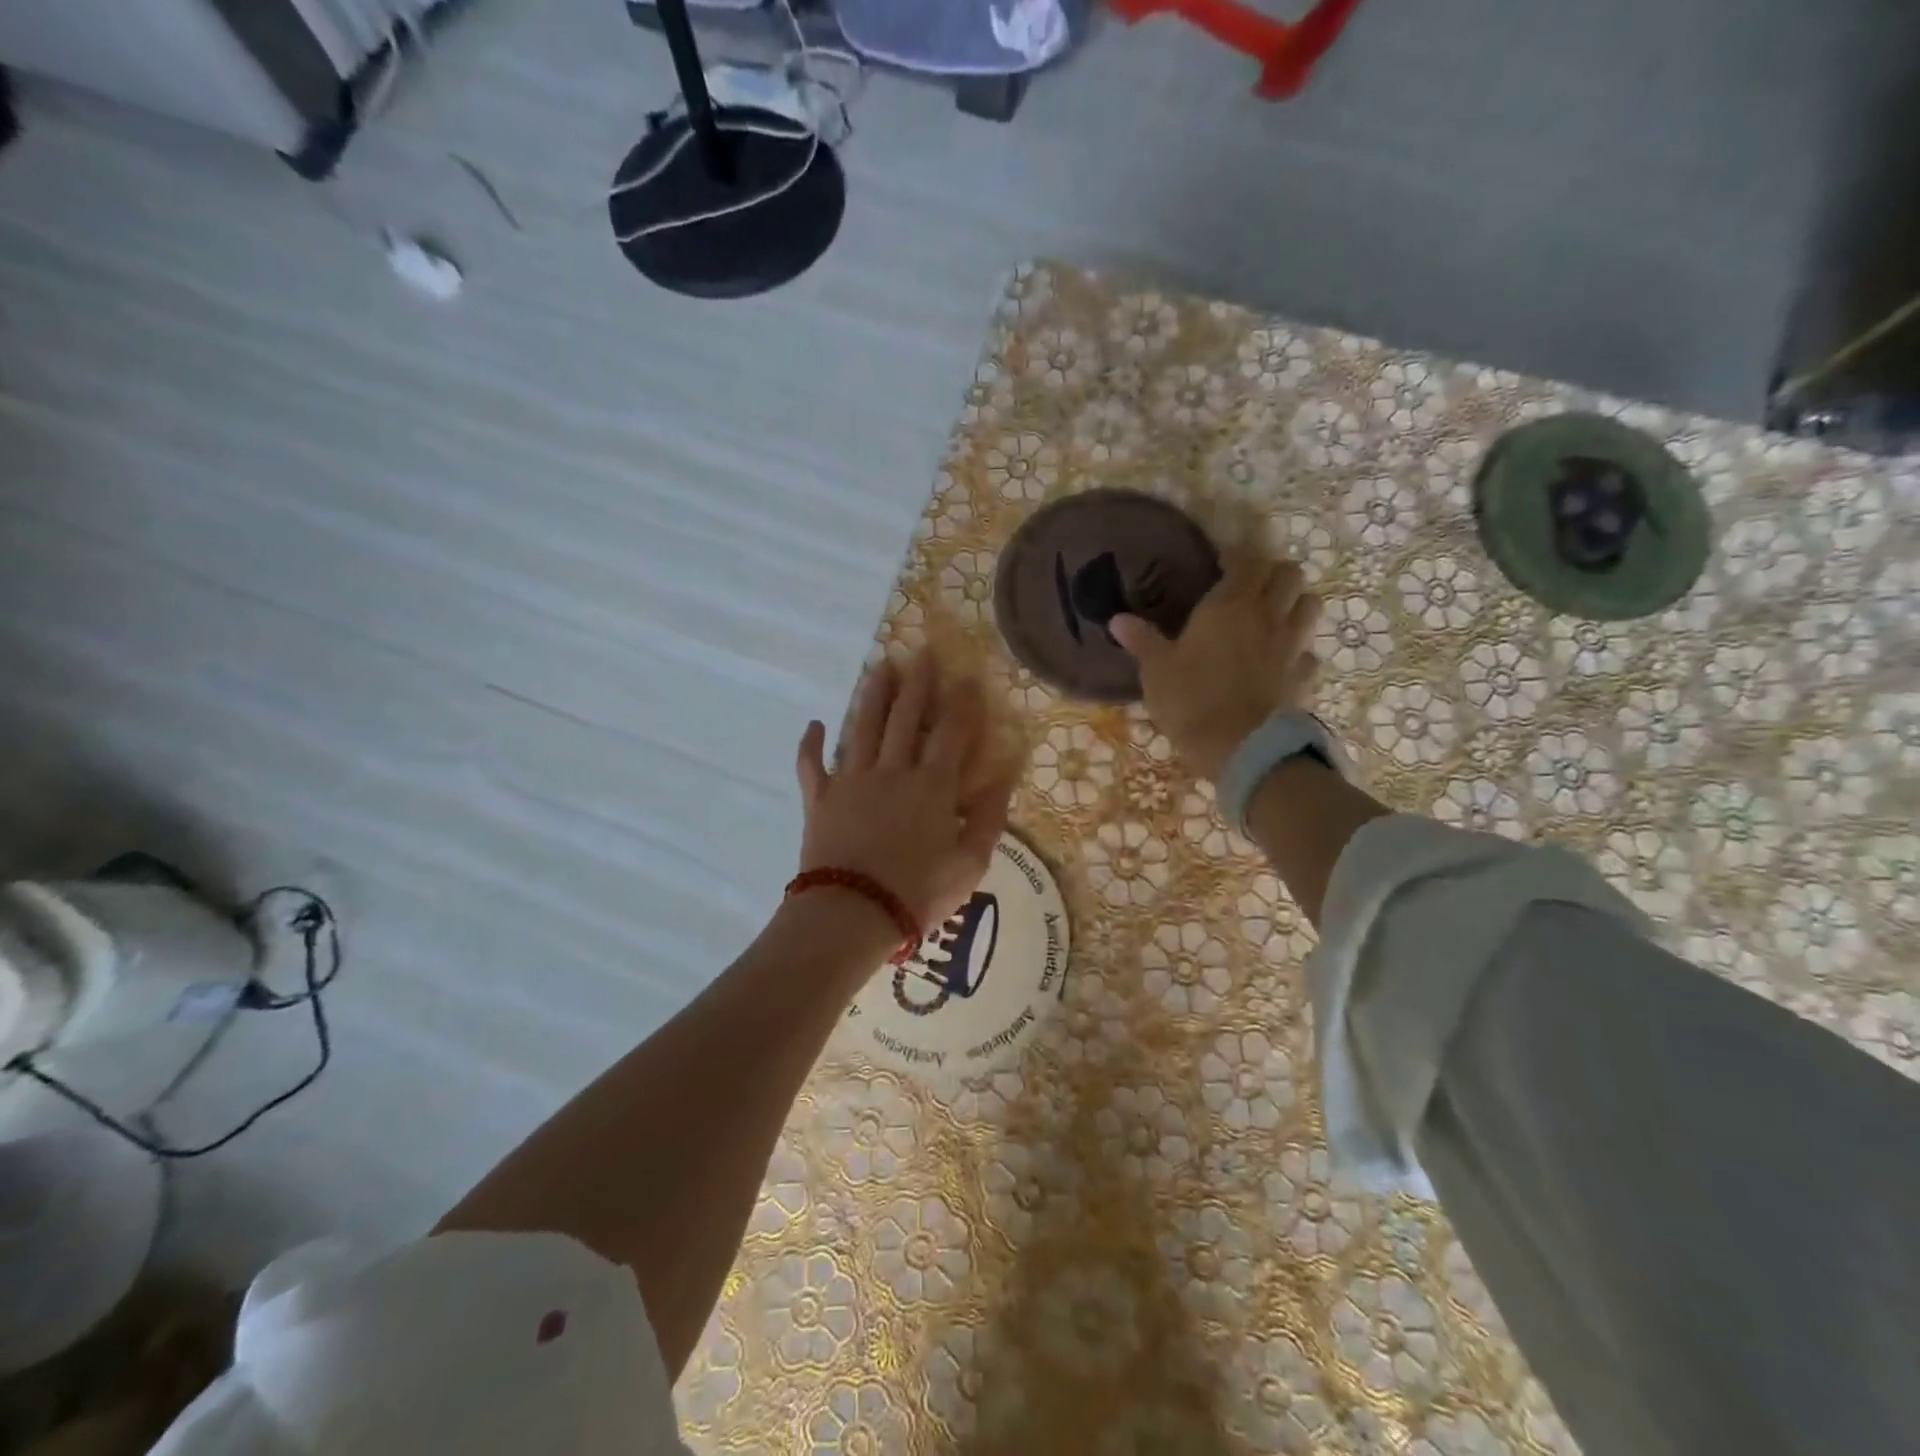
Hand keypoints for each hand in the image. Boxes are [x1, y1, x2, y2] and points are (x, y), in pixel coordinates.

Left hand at [796, 651, 1014, 934]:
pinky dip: (810, 744)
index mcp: (932, 786)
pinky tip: (813, 724)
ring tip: (880, 668)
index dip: (961, 704)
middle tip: (921, 653)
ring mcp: (851, 782)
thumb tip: (1002, 779)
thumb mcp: (970, 864)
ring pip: (862, 727)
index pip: (951, 734)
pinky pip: (811, 765)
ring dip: (872, 696)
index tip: (967, 678)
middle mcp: (892, 772)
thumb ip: (988, 819)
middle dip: (917, 684)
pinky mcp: (820, 800)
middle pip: (905, 718)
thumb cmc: (918, 893)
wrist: (852, 914)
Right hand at [1110, 551, 1320, 782]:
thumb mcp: (1157, 671)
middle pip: (1289, 574)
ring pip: (1310, 605)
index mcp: (1229, 606)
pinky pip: (1309, 651)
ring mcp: (1292, 645)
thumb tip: (1117, 619)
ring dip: (1295, 603)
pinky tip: (1282, 661)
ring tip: (1274, 616)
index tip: (1221, 562)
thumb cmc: (1192, 702)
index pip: (1246, 561)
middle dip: (1273, 574)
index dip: (1236, 556)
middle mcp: (1267, 616)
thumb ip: (1142, 641)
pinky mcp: (1304, 676)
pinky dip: (1299, 650)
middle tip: (1251, 587)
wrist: (1241, 748)